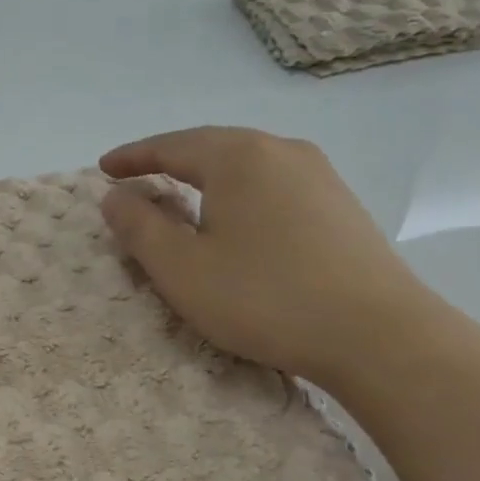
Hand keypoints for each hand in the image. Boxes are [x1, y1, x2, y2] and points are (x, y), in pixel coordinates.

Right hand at [99, 126, 430, 381]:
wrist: (376, 334)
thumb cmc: (262, 297)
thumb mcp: (181, 268)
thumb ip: (140, 227)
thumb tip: (115, 196)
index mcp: (238, 156)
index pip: (170, 146)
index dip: (132, 157)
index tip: (103, 169)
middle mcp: (281, 151)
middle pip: (211, 147)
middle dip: (169, 162)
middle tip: (138, 179)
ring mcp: (319, 176)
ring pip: (246, 166)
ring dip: (206, 178)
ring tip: (182, 197)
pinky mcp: (340, 206)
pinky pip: (274, 186)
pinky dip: (240, 195)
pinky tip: (237, 221)